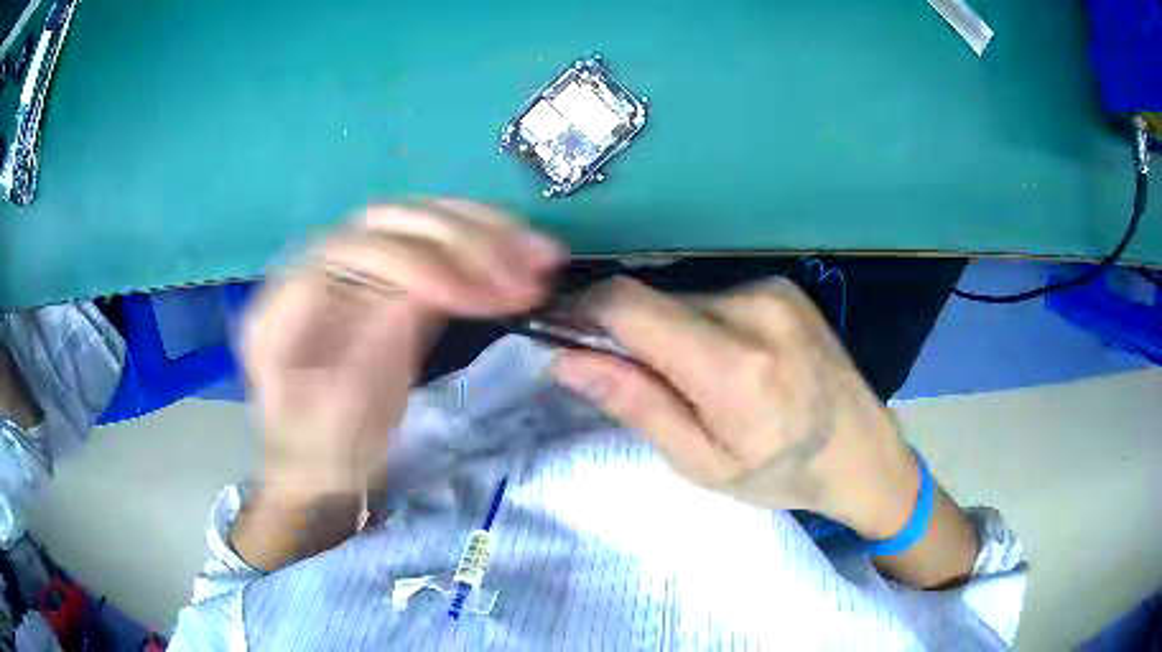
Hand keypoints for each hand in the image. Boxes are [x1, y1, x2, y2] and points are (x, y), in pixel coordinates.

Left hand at [234, 200, 563, 568]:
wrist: (316, 470)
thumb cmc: (322, 457)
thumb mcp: (341, 424)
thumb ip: (371, 357)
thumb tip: (422, 295)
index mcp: (288, 305)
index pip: (353, 252)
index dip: (418, 262)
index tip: (479, 296)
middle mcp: (316, 271)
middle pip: (390, 224)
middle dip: (463, 242)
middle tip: (525, 274)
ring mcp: (352, 271)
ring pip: (419, 223)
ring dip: (484, 233)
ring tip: (539, 256)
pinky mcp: (385, 281)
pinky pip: (435, 246)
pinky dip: (482, 243)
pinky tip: (520, 251)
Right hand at [552, 277, 918, 539]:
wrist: (863, 451)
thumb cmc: (783, 473)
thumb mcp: (703, 463)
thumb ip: (636, 405)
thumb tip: (567, 359)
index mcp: (733, 365)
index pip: (628, 305)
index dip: (582, 312)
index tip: (563, 337)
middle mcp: (753, 308)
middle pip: (653, 301)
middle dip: (629, 336)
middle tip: (645, 386)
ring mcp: (772, 290)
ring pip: (681, 298)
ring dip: (669, 333)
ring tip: (700, 382)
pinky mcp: (782, 286)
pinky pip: (714, 297)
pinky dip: (701, 325)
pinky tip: (731, 363)